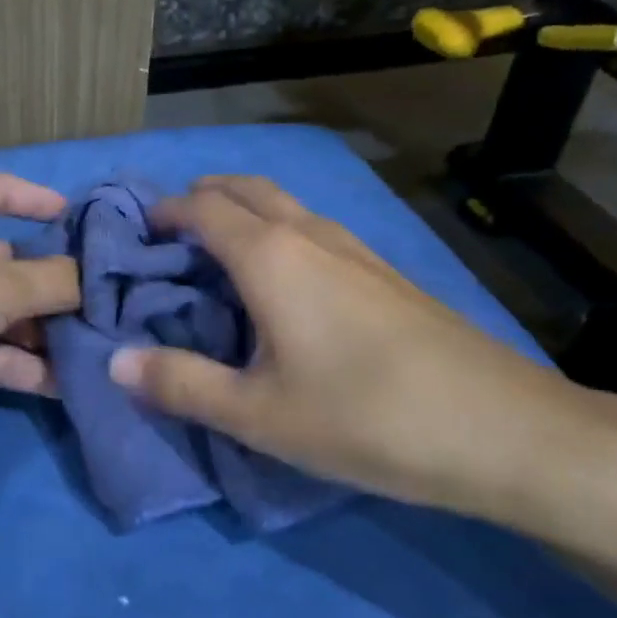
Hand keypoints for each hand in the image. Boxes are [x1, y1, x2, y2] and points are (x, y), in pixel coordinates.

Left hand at [0, 167, 80, 448]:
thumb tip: (95, 281)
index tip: (83, 222)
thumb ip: (56, 281)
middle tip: (109, 307)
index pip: (1, 189)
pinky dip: (17, 364)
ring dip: (42, 333)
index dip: (40, 201)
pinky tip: (65, 385)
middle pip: (7, 259)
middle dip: (55, 286)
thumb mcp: (1, 283)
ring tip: (100, 351)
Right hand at [107, 176, 616, 526]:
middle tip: (172, 235)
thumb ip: (180, 384)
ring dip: (243, 212)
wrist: (502, 429)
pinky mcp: (385, 271)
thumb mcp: (257, 414)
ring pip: (284, 205)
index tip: (137, 236)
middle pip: (245, 188)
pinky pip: (314, 228)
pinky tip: (285, 284)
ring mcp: (355, 248)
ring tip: (219, 256)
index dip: (164, 212)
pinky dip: (279, 232)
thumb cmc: (364, 417)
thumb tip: (113, 362)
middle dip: (202, 197)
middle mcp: (310, 234)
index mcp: (269, 255)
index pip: (201, 206)